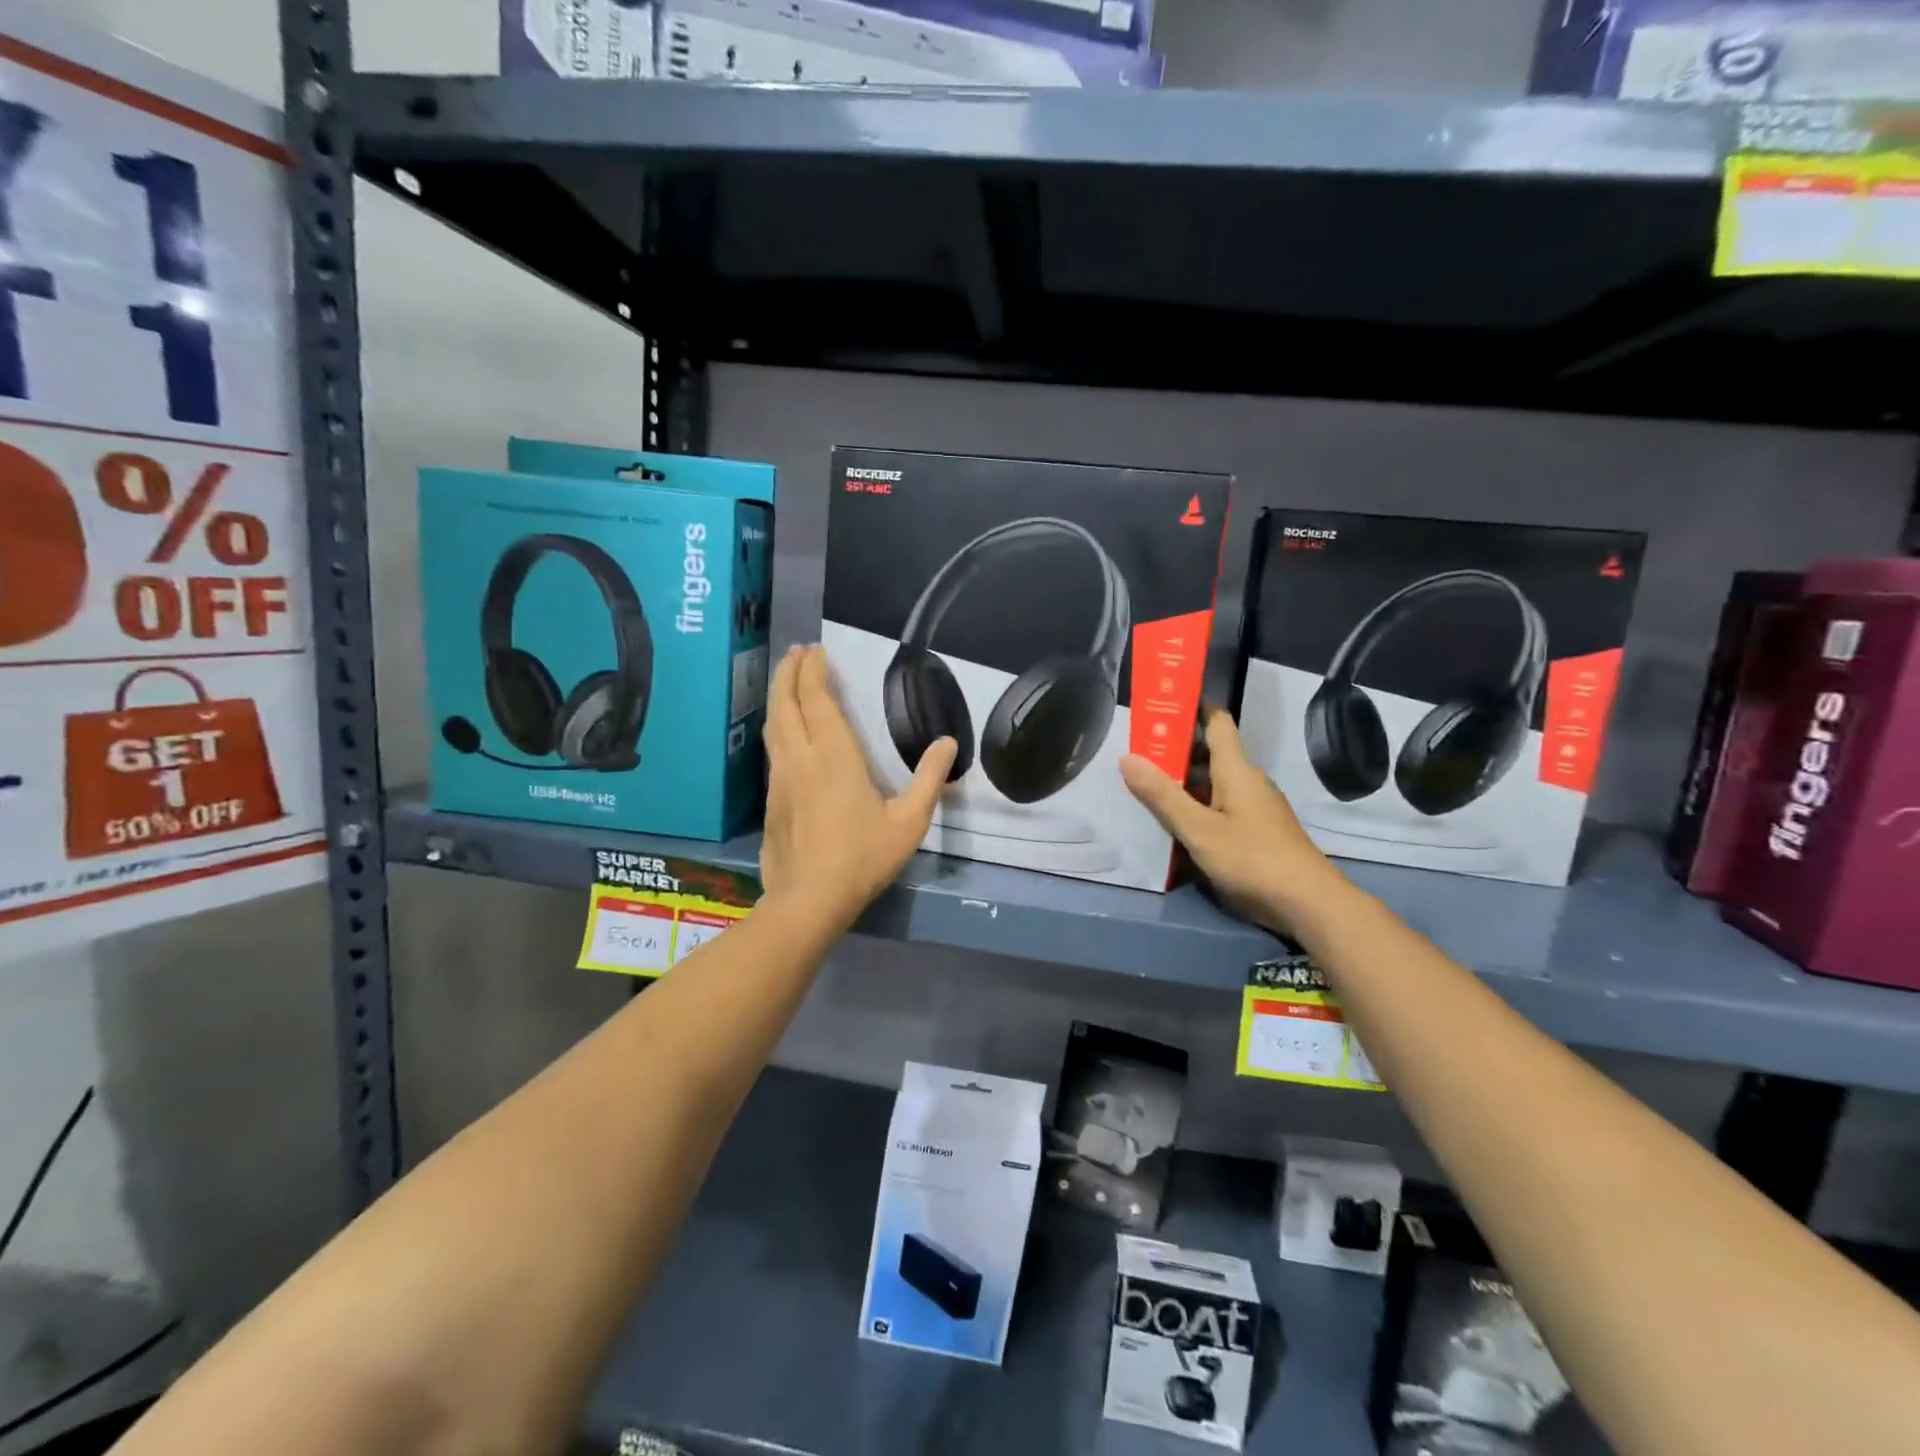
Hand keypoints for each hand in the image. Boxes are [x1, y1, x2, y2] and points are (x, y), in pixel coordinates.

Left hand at [760, 645, 956, 929]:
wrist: (808, 900)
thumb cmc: (863, 858)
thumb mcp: (909, 822)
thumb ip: (929, 780)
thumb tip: (948, 742)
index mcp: (834, 756)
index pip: (816, 699)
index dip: (813, 671)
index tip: (816, 650)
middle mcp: (800, 757)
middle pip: (786, 703)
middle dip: (790, 672)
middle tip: (798, 653)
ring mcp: (780, 778)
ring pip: (773, 724)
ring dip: (779, 696)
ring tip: (788, 681)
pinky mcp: (770, 799)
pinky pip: (772, 749)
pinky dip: (778, 725)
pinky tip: (785, 732)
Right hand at [1120, 706, 1349, 935]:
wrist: (1309, 904)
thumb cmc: (1253, 859)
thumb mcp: (1199, 830)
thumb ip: (1163, 796)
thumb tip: (1127, 757)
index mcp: (1237, 770)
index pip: (1217, 722)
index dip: (1193, 706)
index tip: (1162, 701)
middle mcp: (1248, 782)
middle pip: (1210, 754)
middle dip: (1174, 749)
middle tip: (1135, 749)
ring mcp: (1255, 808)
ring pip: (1213, 784)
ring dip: (1183, 781)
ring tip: (1144, 785)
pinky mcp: (1257, 832)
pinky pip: (1220, 807)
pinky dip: (1196, 807)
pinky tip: (1174, 823)